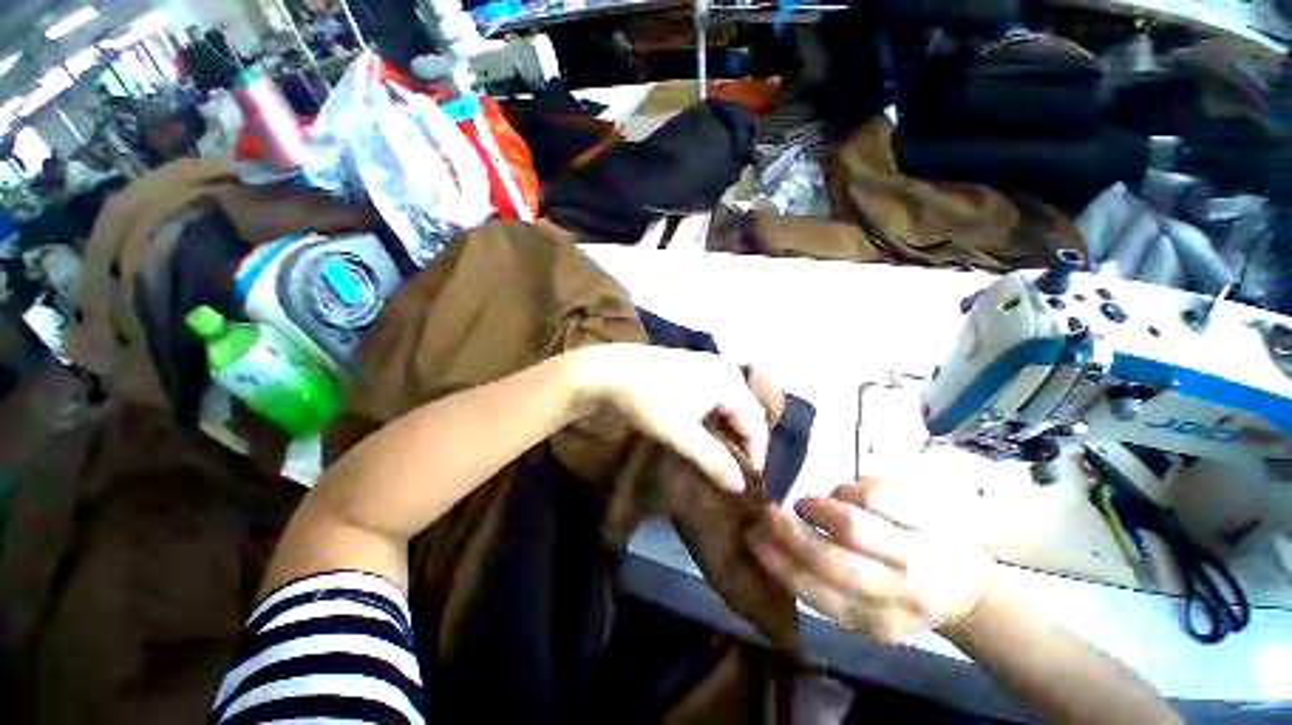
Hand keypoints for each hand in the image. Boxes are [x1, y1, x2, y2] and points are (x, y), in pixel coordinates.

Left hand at [571, 344, 769, 491]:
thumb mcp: (682, 434)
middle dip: (742, 441)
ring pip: (728, 403)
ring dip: (726, 429)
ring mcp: (705, 365)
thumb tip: (740, 486)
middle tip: (734, 469)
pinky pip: (713, 395)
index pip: (756, 421)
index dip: (756, 452)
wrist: (610, 370)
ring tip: (719, 455)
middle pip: (744, 410)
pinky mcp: (689, 367)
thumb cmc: (651, 400)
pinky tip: (703, 430)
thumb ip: (714, 460)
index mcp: (729, 380)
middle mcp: (724, 368)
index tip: (747, 480)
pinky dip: (713, 416)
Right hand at [748, 480, 996, 643]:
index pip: (816, 592)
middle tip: (771, 511)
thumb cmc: (903, 594)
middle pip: (830, 558)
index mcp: (876, 621)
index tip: (753, 536)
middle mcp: (899, 596)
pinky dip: (848, 490)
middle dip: (790, 531)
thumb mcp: (865, 607)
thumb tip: (771, 543)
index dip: (778, 561)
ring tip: (811, 506)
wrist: (967, 587)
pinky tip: (848, 496)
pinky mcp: (930, 521)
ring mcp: (918, 557)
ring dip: (818, 507)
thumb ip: (823, 582)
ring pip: (851, 522)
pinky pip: (873, 494)